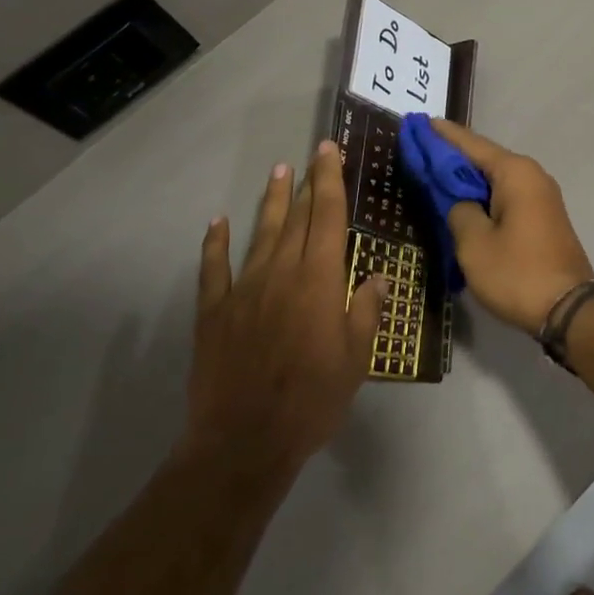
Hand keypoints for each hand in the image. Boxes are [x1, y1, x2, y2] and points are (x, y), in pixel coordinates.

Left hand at [180, 141, 387, 482]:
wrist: (244, 442)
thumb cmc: (311, 401)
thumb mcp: (355, 359)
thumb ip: (366, 311)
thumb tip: (380, 276)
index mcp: (319, 281)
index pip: (328, 217)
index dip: (330, 181)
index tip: (328, 152)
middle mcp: (282, 273)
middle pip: (297, 218)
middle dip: (306, 183)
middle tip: (311, 155)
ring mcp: (243, 290)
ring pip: (261, 234)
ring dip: (272, 202)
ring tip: (278, 173)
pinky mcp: (214, 312)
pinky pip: (214, 269)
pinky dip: (216, 243)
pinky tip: (218, 222)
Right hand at [430, 120, 593, 333]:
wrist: (569, 309)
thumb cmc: (518, 273)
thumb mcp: (474, 244)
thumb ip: (459, 212)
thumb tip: (461, 203)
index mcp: (515, 172)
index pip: (471, 144)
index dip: (441, 135)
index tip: (417, 123)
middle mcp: (532, 175)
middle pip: (484, 158)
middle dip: (452, 155)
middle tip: (418, 149)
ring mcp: (541, 197)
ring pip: (495, 179)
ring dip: (467, 178)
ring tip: (433, 173)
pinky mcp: (542, 218)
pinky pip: (505, 195)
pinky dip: (482, 195)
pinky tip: (462, 201)